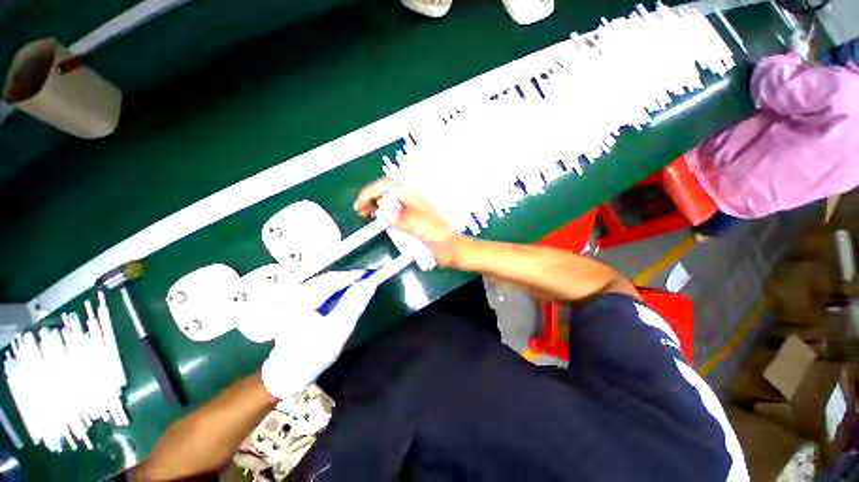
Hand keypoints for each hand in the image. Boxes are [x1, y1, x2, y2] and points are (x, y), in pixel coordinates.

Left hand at [260, 271, 377, 399]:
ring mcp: (293, 299)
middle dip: (348, 279)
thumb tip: (369, 283)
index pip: (333, 278)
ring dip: (341, 285)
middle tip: (366, 282)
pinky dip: (333, 291)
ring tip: (358, 288)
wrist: (286, 376)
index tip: (371, 276)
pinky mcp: (295, 306)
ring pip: (323, 284)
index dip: (353, 276)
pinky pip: (318, 291)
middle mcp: (295, 293)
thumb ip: (354, 304)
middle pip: (327, 279)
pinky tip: (342, 297)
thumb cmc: (312, 354)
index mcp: (301, 298)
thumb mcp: (337, 330)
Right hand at [354, 178, 463, 266]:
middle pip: (388, 188)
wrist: (453, 249)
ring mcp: (415, 205)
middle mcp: (414, 197)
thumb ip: (401, 217)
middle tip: (361, 212)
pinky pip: (396, 206)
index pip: (387, 185)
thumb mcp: (419, 228)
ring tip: (367, 214)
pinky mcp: (415, 214)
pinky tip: (382, 218)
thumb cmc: (438, 239)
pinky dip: (385, 210)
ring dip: (377, 202)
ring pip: (391, 197)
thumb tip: (382, 207)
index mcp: (415, 196)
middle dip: (371, 196)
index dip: (369, 192)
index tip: (358, 206)